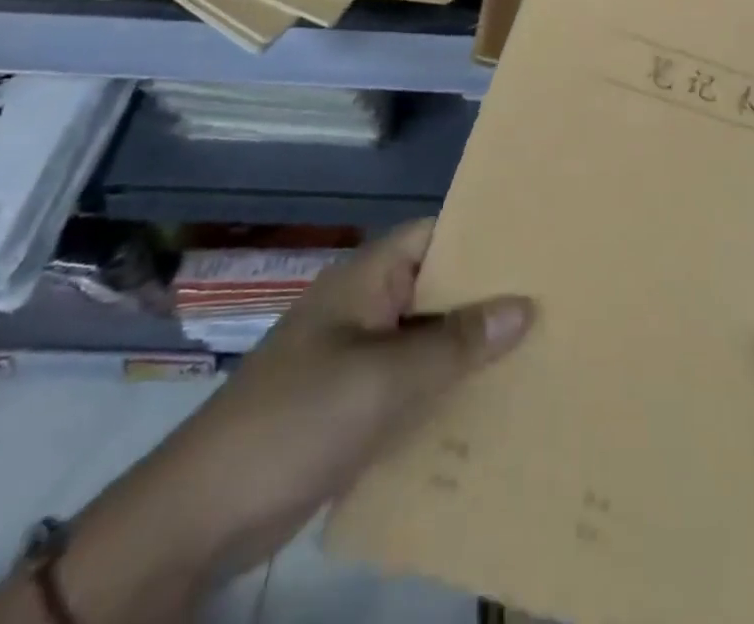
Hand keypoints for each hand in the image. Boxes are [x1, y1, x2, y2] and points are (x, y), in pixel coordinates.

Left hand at [0, 222, 531, 623]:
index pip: (437, 234)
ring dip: (469, 348)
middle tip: (553, 300)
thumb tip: (524, 306)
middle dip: (488, 296)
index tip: (540, 245)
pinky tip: (488, 406)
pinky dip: (444, 389)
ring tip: (537, 350)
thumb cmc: (296, 421)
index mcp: (367, 278)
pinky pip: (410, 384)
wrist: (200, 517)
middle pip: (438, 287)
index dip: (486, 236)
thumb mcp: (384, 380)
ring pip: (427, 339)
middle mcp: (365, 306)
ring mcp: (356, 356)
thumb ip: (455, 343)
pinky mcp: (351, 405)